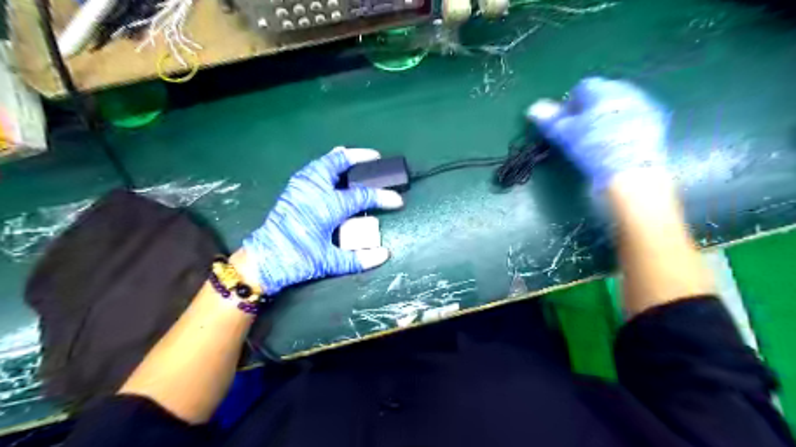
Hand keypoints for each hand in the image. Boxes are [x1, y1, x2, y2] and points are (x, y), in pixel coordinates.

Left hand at [240, 147, 405, 295]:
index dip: (382, 197)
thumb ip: (358, 259)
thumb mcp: (329, 262)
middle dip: (358, 157)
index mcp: (327, 206)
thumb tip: (384, 254)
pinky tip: (329, 169)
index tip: (397, 200)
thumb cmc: (297, 260)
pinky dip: (324, 164)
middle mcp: (314, 190)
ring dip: (339, 158)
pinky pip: (311, 169)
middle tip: (374, 157)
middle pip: (337, 164)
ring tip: (352, 156)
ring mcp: (300, 187)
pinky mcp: (291, 191)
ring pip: (322, 163)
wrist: (263, 260)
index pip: (361, 196)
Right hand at [527, 77, 669, 188]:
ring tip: (597, 140)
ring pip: (619, 106)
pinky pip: (633, 119)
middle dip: (590, 109)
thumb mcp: (565, 134)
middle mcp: (626, 91)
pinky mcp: (656, 124)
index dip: (570, 105)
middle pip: (603, 94)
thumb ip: (550, 119)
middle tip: (579, 132)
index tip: (565, 123)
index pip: (582, 87)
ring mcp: (645, 106)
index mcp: (603, 90)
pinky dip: (623, 127)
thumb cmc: (593, 148)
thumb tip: (533, 108)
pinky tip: (615, 145)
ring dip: (607, 117)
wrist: (631, 172)